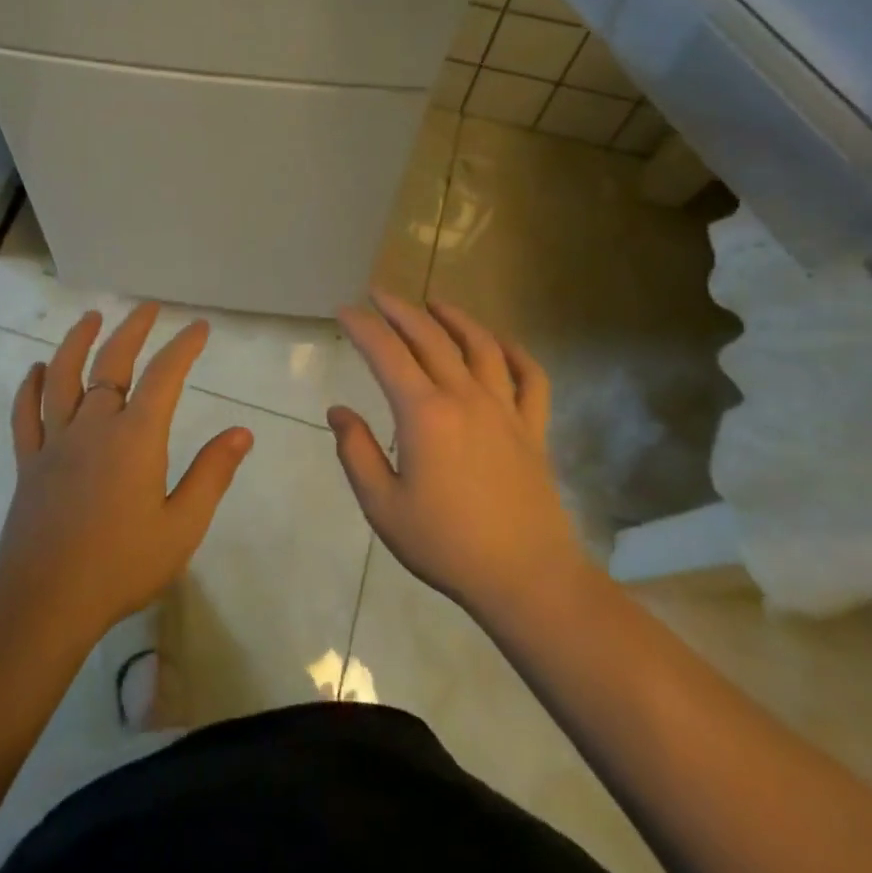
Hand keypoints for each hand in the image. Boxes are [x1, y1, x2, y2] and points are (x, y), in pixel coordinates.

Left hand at [0, 302, 253, 642]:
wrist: (47, 600)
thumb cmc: (122, 565)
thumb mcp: (182, 525)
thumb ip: (212, 474)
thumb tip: (242, 432)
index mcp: (135, 437)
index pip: (164, 376)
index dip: (183, 347)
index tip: (198, 327)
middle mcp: (94, 425)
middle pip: (111, 363)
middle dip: (133, 330)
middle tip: (148, 309)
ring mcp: (56, 441)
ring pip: (63, 377)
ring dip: (77, 342)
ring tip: (91, 318)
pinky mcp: (29, 462)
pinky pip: (26, 414)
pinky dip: (30, 387)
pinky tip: (37, 369)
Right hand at [329, 289, 589, 624]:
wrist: (525, 578)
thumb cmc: (445, 543)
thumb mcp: (382, 505)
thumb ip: (357, 452)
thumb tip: (339, 411)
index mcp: (424, 414)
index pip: (387, 354)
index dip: (363, 327)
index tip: (344, 310)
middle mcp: (465, 398)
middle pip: (431, 338)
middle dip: (401, 310)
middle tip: (379, 294)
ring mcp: (504, 410)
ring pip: (481, 347)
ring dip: (456, 319)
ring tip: (436, 303)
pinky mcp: (533, 429)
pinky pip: (531, 379)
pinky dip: (517, 354)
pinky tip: (502, 344)